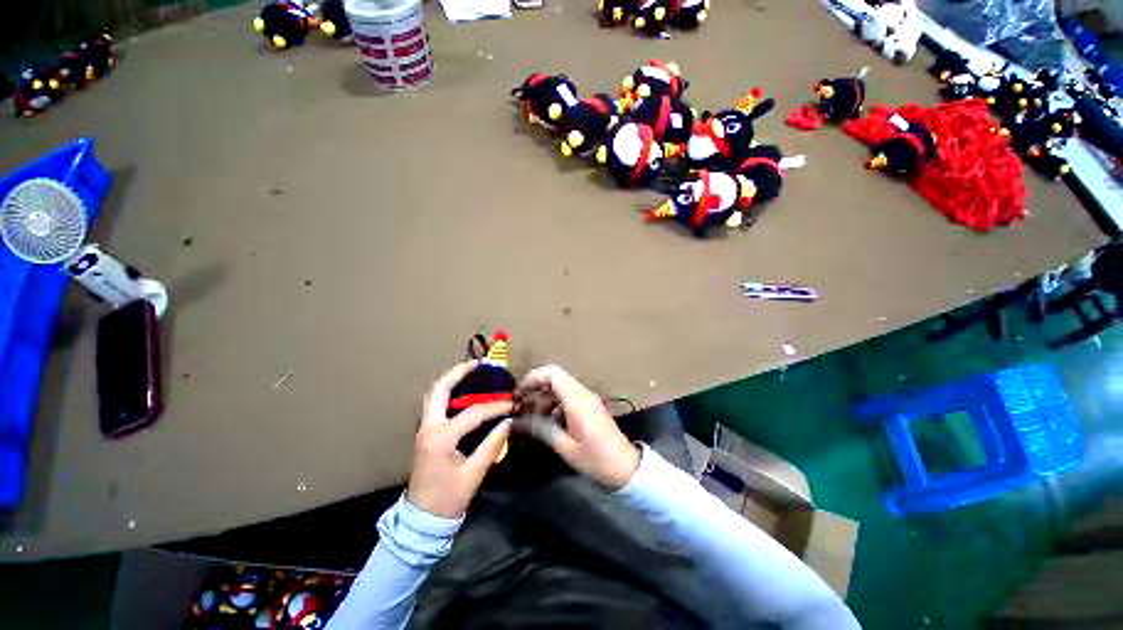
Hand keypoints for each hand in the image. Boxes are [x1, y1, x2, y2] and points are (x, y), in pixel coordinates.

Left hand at [406, 361, 512, 517]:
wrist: (422, 519)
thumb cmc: (448, 498)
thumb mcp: (474, 473)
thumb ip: (492, 445)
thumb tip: (508, 422)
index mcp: (441, 438)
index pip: (473, 413)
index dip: (496, 407)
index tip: (512, 405)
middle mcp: (428, 428)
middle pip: (439, 390)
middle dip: (458, 373)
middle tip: (477, 364)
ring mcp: (423, 429)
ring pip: (433, 395)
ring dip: (450, 380)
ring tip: (469, 371)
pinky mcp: (425, 433)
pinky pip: (434, 404)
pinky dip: (447, 392)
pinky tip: (461, 391)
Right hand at [516, 365, 639, 489]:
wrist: (625, 467)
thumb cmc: (595, 458)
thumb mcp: (565, 446)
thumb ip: (541, 429)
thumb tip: (517, 421)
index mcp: (577, 399)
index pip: (553, 373)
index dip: (533, 378)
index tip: (518, 393)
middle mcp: (582, 393)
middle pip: (555, 379)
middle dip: (535, 389)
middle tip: (520, 406)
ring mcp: (587, 399)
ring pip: (560, 388)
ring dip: (544, 398)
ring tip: (530, 418)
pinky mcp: (589, 406)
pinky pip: (567, 397)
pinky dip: (554, 405)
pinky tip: (546, 422)